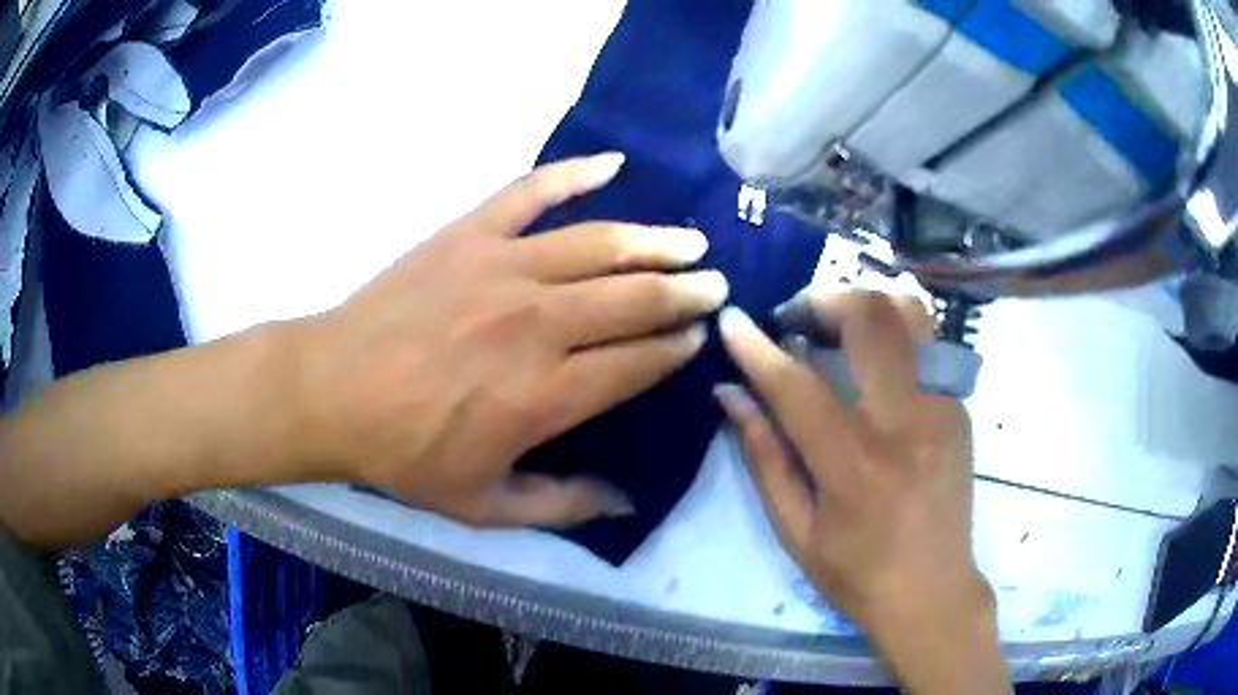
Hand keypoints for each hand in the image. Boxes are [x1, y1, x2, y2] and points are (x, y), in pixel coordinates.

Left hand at [291, 153, 727, 527]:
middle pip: (635, 299)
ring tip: (691, 241)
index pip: (639, 363)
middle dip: (685, 293)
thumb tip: (627, 502)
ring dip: (656, 241)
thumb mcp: (484, 505)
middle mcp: (538, 324)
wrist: (333, 392)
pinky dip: (573, 173)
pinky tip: (611, 163)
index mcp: (547, 395)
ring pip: (601, 244)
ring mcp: (503, 268)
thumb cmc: (405, 453)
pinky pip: (531, 192)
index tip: (698, 337)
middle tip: (714, 286)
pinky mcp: (470, 234)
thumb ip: (562, 505)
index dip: (676, 349)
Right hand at [716, 292, 1008, 692]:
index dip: (756, 347)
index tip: (730, 320)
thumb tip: (730, 394)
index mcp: (855, 466)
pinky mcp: (960, 407)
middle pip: (869, 318)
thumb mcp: (795, 530)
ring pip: (909, 313)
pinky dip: (891, 330)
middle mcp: (906, 422)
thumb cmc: (856, 573)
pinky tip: (871, 357)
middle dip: (821, 299)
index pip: (798, 385)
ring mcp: (943, 407)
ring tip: (835, 324)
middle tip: (794, 318)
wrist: (933, 592)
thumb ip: (763, 456)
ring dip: (863, 304)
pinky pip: (926, 342)